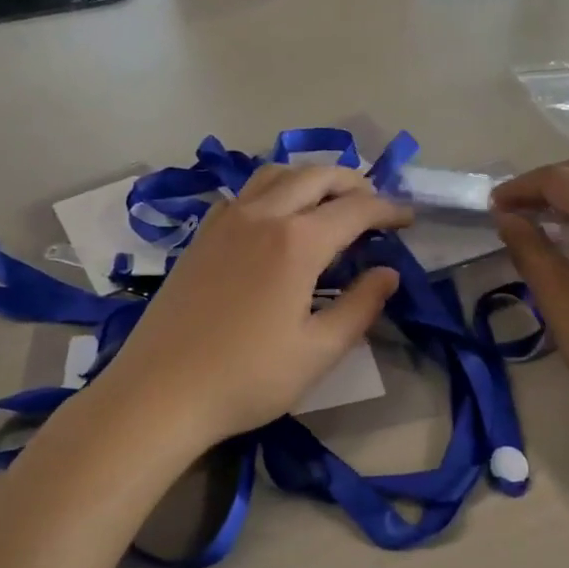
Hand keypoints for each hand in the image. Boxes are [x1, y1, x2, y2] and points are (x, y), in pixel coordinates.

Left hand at [89, 163, 411, 452]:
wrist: (160, 392)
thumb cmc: (247, 378)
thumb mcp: (318, 352)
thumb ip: (360, 307)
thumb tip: (388, 273)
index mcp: (296, 242)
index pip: (355, 209)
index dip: (388, 209)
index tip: (408, 219)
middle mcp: (261, 216)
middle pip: (316, 176)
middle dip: (353, 183)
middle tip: (374, 205)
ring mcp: (225, 221)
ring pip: (276, 174)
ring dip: (311, 178)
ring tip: (329, 202)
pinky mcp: (201, 236)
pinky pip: (245, 193)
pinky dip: (274, 190)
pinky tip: (277, 219)